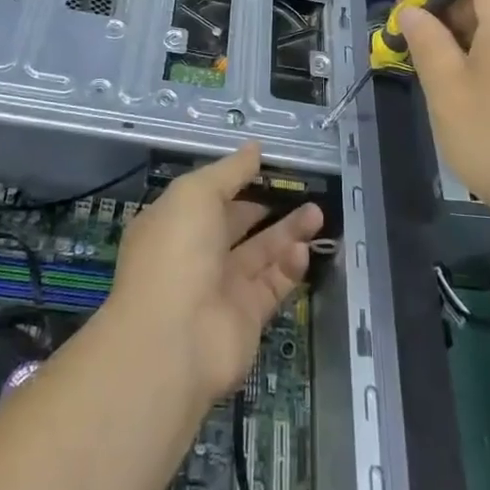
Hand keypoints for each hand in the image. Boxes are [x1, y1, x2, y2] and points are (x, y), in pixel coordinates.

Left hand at [108, 143, 322, 404]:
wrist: (173, 341)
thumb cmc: (177, 252)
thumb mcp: (197, 193)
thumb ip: (230, 170)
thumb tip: (255, 148)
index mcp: (175, 223)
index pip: (209, 197)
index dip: (237, 180)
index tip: (269, 166)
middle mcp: (196, 255)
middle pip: (238, 224)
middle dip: (269, 206)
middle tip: (303, 188)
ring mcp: (221, 287)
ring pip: (261, 253)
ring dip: (288, 233)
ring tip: (317, 213)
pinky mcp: (247, 317)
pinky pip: (272, 285)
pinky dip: (288, 267)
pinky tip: (303, 250)